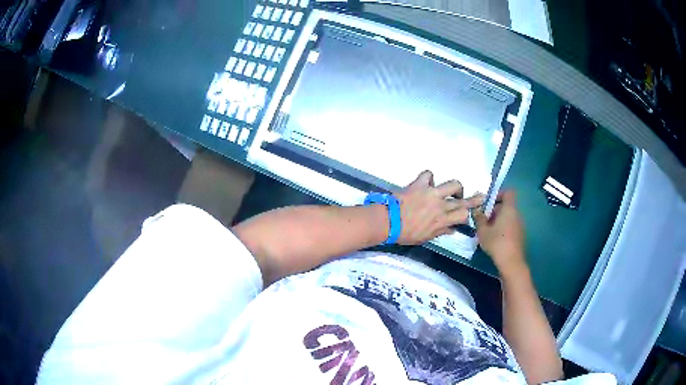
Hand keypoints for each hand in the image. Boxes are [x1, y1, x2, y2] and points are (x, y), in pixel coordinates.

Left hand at [395, 170, 483, 244]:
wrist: (388, 221)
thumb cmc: (406, 233)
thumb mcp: (425, 238)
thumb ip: (440, 231)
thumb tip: (452, 229)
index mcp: (442, 220)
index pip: (464, 215)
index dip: (468, 214)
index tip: (468, 213)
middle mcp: (441, 205)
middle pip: (463, 200)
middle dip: (475, 199)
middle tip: (481, 196)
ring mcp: (431, 192)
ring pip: (453, 184)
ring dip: (455, 187)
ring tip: (454, 190)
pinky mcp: (419, 184)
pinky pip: (429, 175)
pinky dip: (429, 178)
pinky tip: (427, 183)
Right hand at [474, 191, 526, 277]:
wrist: (511, 261)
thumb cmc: (496, 242)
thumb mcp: (482, 231)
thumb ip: (479, 219)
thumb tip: (477, 211)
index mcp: (509, 209)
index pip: (508, 192)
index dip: (499, 194)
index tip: (489, 202)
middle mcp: (517, 214)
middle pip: (507, 205)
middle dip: (495, 209)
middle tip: (484, 219)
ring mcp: (520, 225)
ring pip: (509, 216)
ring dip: (499, 220)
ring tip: (488, 231)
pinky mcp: (520, 235)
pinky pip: (511, 225)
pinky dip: (503, 228)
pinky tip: (495, 239)